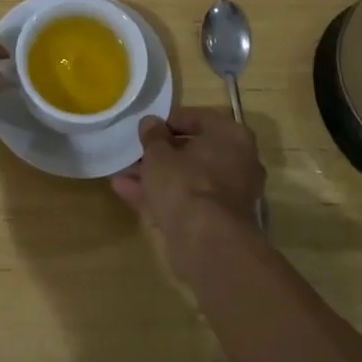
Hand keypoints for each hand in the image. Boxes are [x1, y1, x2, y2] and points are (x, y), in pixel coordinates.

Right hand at [112, 107, 264, 276]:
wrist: (207, 243)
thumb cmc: (185, 183)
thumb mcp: (159, 153)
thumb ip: (152, 135)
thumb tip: (150, 123)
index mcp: (232, 136)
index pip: (199, 118)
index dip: (169, 122)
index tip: (147, 129)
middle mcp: (239, 162)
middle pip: (194, 152)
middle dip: (161, 154)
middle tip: (135, 154)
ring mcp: (231, 194)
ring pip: (188, 178)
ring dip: (157, 177)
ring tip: (122, 175)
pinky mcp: (219, 221)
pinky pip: (188, 200)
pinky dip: (162, 197)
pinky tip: (128, 193)